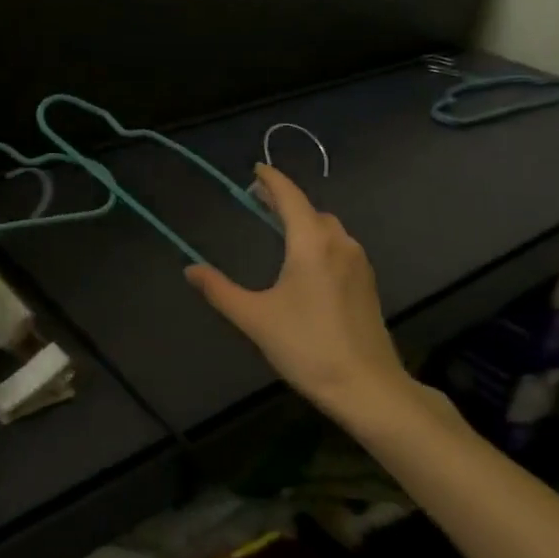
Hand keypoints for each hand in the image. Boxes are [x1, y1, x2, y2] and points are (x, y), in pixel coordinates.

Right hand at [185, 165, 416, 418]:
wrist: (368, 388)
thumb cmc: (307, 347)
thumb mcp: (255, 318)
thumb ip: (220, 290)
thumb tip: (190, 269)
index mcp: (311, 243)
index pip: (290, 197)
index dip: (272, 180)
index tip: (257, 169)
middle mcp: (339, 244)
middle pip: (311, 210)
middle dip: (286, 200)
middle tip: (260, 200)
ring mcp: (359, 264)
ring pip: (329, 228)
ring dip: (305, 220)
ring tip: (281, 227)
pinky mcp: (368, 284)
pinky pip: (340, 247)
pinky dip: (320, 239)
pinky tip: (307, 260)